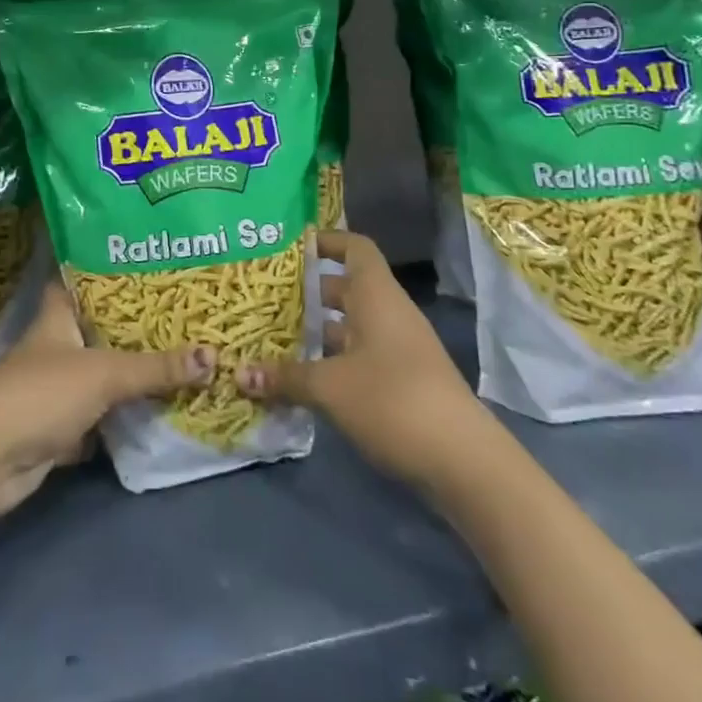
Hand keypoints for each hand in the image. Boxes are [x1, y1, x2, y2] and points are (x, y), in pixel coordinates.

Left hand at [0, 281, 213, 528]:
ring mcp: (55, 389)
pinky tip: (158, 408)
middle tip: (180, 309)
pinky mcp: (58, 428)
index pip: (78, 278)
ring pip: (101, 373)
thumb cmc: (40, 394)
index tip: (141, 255)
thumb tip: (213, 357)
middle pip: (98, 328)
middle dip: (133, 323)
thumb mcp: (104, 374)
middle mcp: (55, 347)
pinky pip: (99, 416)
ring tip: (180, 353)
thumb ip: (156, 368)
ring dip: (131, 372)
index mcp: (57, 317)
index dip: (104, 266)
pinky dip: (122, 416)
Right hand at [237, 230, 484, 491]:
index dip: (326, 240)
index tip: (291, 247)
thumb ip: (285, 377)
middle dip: (308, 291)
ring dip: (317, 331)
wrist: (463, 460)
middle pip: (346, 288)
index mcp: (376, 295)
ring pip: (351, 325)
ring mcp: (398, 348)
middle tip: (266, 296)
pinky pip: (359, 356)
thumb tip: (239, 374)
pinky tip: (301, 378)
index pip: (354, 247)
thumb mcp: (330, 387)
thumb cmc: (392, 400)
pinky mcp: (401, 382)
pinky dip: (332, 360)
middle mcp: (388, 313)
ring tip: (273, 336)